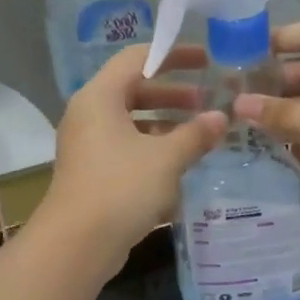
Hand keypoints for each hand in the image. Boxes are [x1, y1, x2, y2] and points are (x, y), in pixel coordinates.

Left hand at [40, 44, 225, 273]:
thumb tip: (221, 117)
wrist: (77, 243)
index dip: (173, 55)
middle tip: (208, 99)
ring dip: (166, 124)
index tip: (205, 60)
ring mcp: (88, 145)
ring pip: (132, 122)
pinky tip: (181, 164)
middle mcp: (89, 114)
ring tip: (201, 132)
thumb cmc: (121, 188)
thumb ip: (196, 134)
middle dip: (173, 94)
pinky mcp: (93, 172)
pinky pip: (127, 148)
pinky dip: (153, 149)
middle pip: (134, 89)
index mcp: (100, 97)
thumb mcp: (166, 158)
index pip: (137, 58)